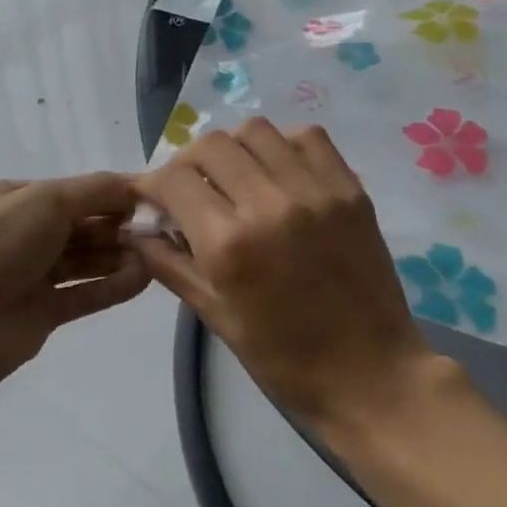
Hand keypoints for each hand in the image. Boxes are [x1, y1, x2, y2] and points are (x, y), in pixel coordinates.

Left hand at [0, 174, 150, 382]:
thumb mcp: (45, 201)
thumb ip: (96, 191)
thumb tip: (135, 185)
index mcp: (11, 200)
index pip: (71, 192)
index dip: (110, 194)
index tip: (150, 199)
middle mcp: (20, 234)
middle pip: (80, 226)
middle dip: (118, 226)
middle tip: (158, 230)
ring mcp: (30, 275)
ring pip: (85, 260)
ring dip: (119, 255)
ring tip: (156, 255)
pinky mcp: (42, 311)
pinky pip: (84, 294)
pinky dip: (112, 285)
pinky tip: (143, 279)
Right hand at [130, 118, 437, 433]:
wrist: (370, 375)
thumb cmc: (284, 360)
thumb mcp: (216, 316)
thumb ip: (170, 264)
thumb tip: (136, 230)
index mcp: (229, 244)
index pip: (174, 180)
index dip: (152, 183)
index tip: (152, 197)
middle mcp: (269, 204)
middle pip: (212, 145)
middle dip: (188, 163)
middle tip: (190, 189)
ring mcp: (315, 192)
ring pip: (257, 131)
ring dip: (233, 149)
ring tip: (234, 177)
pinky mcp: (350, 190)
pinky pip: (308, 137)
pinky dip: (282, 145)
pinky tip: (277, 172)